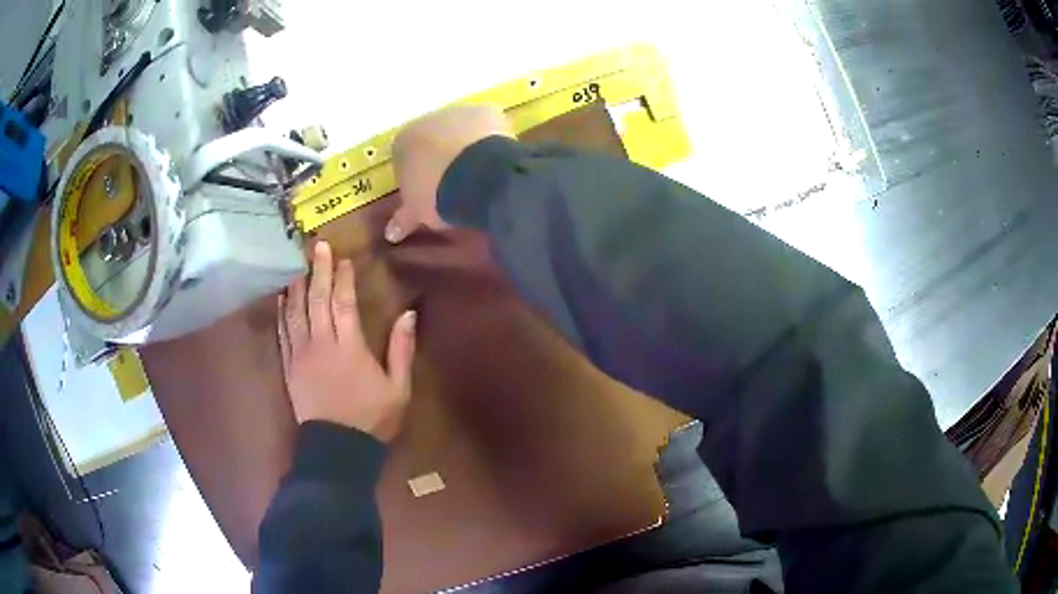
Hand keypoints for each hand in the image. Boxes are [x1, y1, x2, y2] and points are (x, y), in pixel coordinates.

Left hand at [277, 241, 416, 442]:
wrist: (338, 449)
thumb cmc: (371, 419)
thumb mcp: (398, 388)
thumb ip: (402, 349)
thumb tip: (409, 314)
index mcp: (349, 347)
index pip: (344, 303)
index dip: (343, 278)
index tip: (343, 259)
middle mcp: (321, 344)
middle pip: (316, 300)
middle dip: (318, 271)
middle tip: (317, 247)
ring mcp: (300, 355)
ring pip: (295, 313)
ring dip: (296, 287)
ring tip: (297, 266)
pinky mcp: (289, 367)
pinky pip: (282, 334)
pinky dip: (281, 314)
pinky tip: (281, 299)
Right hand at [385, 105, 514, 243]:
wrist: (476, 178)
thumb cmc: (437, 196)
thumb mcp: (418, 211)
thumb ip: (403, 219)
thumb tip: (390, 235)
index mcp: (402, 141)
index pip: (404, 156)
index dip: (418, 174)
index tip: (429, 191)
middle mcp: (427, 119)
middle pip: (432, 138)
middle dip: (441, 155)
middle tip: (455, 181)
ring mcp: (458, 112)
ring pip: (460, 128)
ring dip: (465, 144)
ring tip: (479, 170)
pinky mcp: (486, 111)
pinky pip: (486, 125)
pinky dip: (490, 138)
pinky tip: (497, 158)